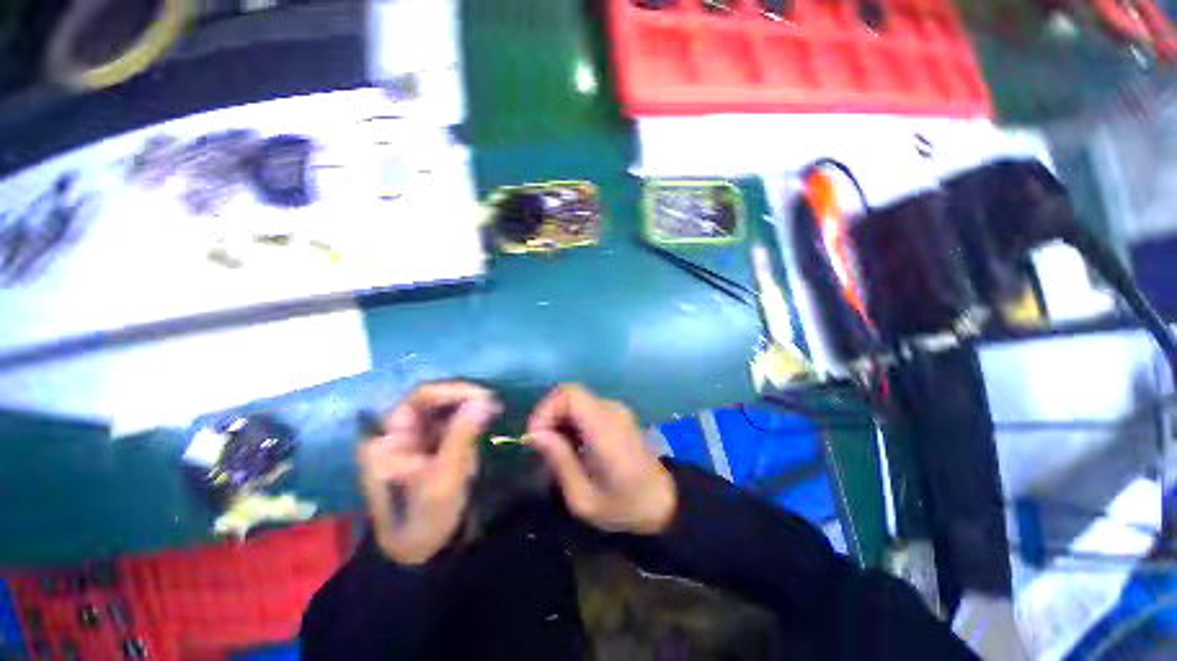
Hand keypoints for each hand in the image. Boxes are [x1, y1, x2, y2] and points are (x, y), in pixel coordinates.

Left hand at [358, 382, 500, 564]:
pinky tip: (486, 422)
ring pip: (444, 409)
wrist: (421, 555)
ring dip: (469, 407)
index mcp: (389, 439)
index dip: (453, 391)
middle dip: (464, 398)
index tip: (484, 397)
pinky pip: (451, 422)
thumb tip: (485, 399)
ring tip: (494, 411)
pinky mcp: (431, 447)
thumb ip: (463, 435)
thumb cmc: (426, 518)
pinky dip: (470, 419)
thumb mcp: (445, 477)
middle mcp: (399, 432)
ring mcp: (416, 439)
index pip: (420, 398)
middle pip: (433, 400)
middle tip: (493, 404)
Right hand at [526, 384, 676, 534]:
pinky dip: (572, 422)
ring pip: (576, 401)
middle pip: (570, 395)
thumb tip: (534, 434)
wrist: (662, 502)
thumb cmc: (623, 507)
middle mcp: (612, 411)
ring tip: (556, 451)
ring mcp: (617, 410)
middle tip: (541, 447)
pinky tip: (572, 447)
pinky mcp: (618, 415)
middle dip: (549, 416)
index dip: (546, 409)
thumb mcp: (583, 497)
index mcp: (605, 429)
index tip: (535, 437)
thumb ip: (559, 460)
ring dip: (559, 420)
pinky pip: (586, 408)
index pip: (570, 394)